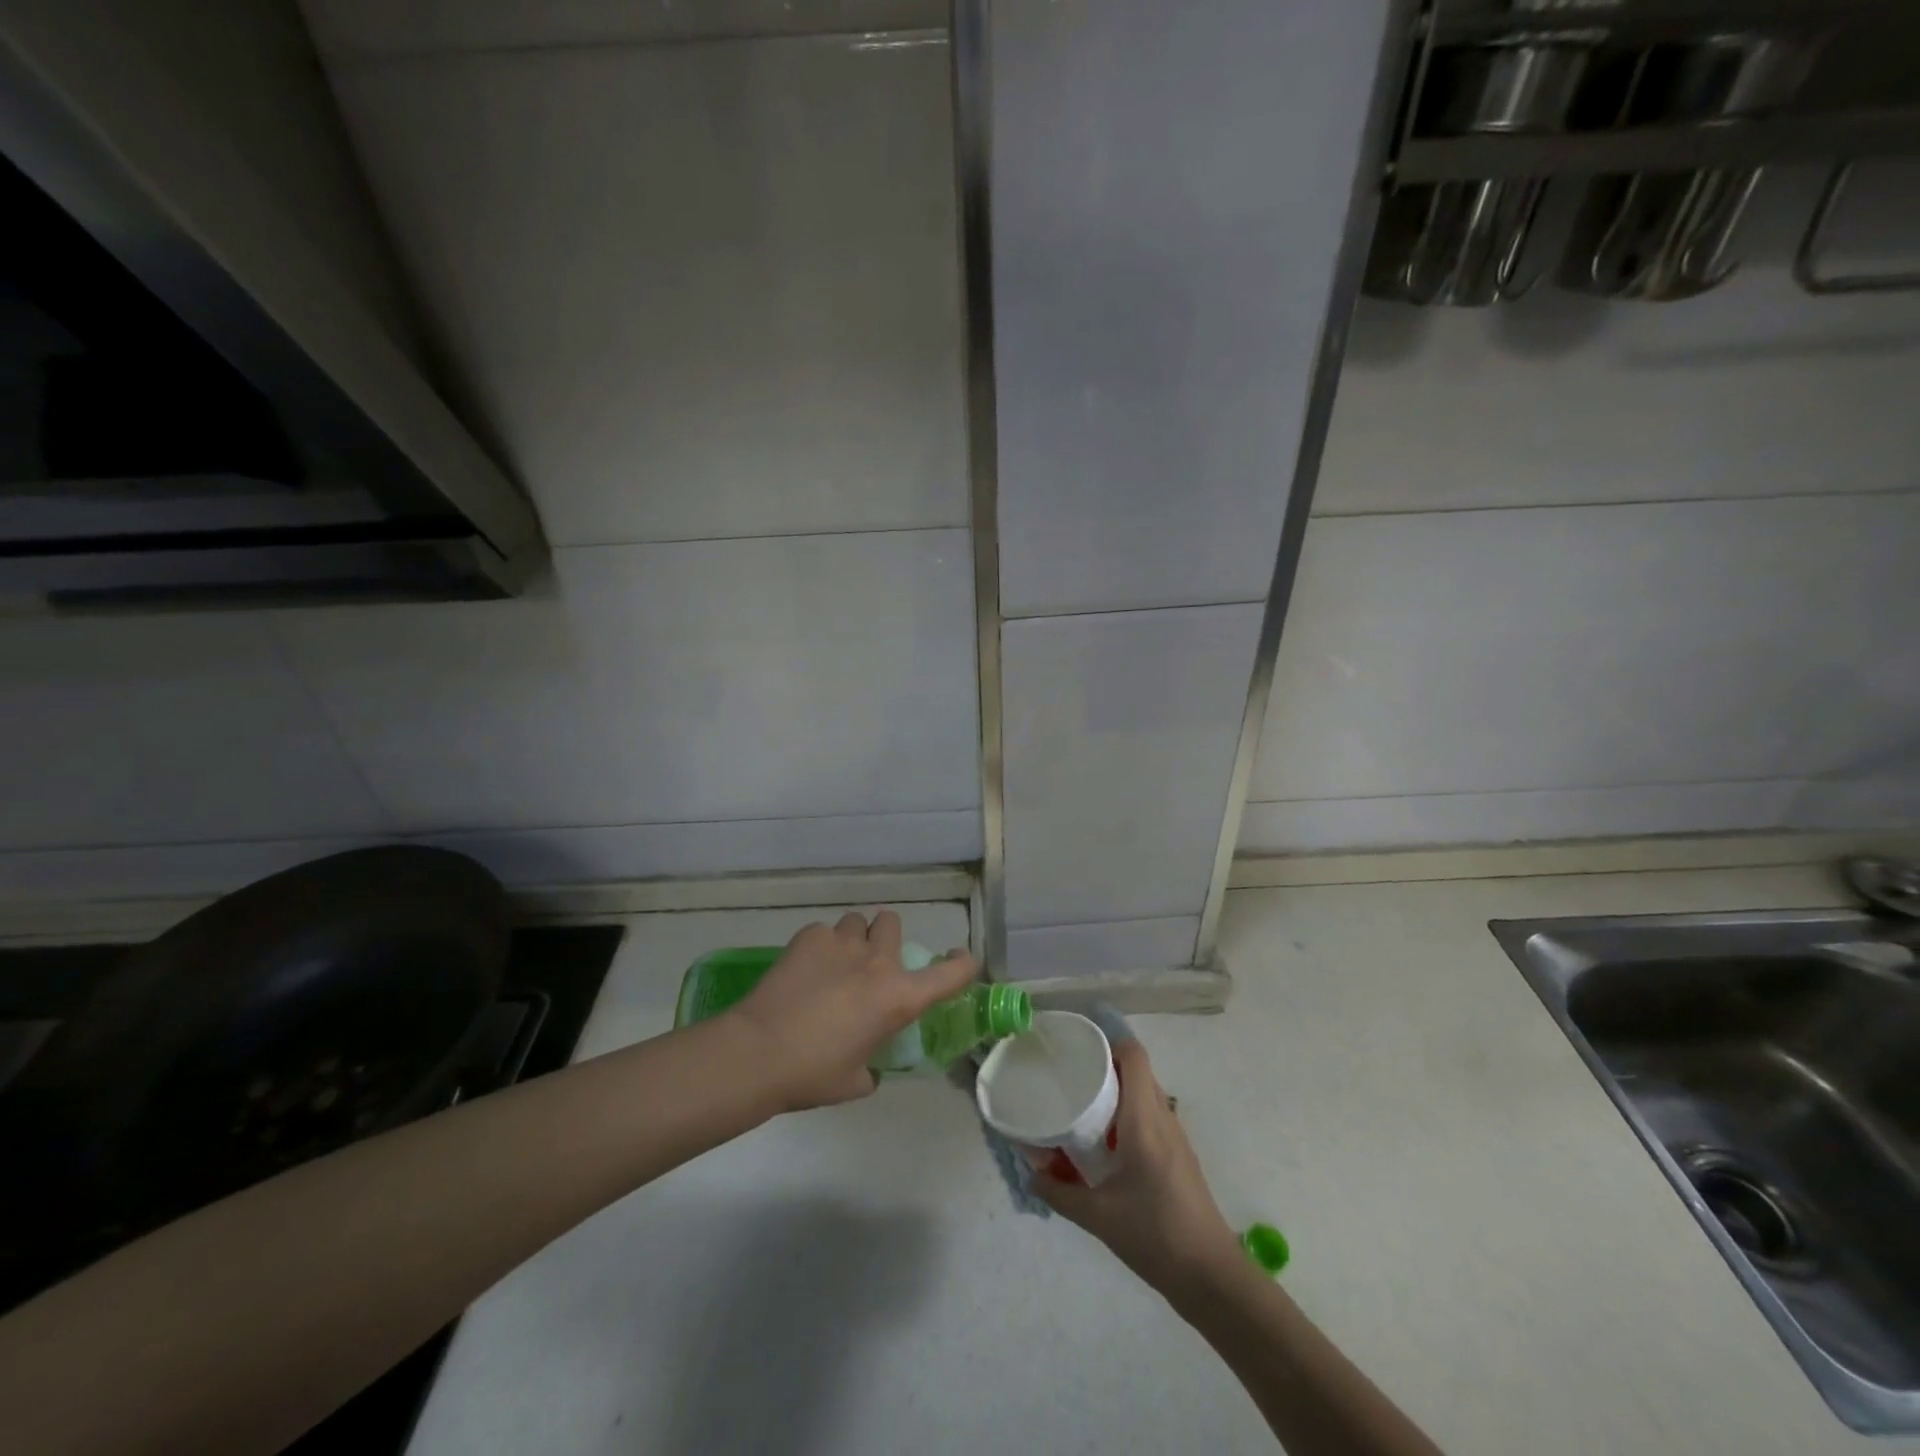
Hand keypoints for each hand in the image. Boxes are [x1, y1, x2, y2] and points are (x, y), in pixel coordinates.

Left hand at [728, 910, 975, 1111]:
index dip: (963, 964)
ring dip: (853, 940)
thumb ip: (872, 1066)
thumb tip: (868, 1064)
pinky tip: (803, 970)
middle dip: (885, 940)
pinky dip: (819, 947)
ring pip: (857, 922)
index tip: (959, 962)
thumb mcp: (855, 1081)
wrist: (759, 1052)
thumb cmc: (812, 1075)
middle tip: (869, 965)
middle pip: (893, 924)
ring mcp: (842, 943)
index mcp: (899, 998)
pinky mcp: (809, 937)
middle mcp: (878, 962)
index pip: (952, 972)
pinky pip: (823, 933)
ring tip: (834, 964)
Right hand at [1034, 1040, 1242, 1296]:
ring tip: (1084, 1105)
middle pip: (1138, 1071)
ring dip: (1118, 1091)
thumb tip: (1031, 1175)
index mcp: (1144, 1121)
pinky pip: (1152, 1116)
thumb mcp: (1098, 1217)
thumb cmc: (1155, 1236)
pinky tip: (1107, 1142)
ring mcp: (1176, 1137)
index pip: (1134, 1056)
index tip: (1078, 1050)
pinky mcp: (1180, 1156)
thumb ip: (1060, 1193)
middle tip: (1072, 1077)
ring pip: (1146, 1093)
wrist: (1211, 1277)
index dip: (1108, 1042)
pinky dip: (1129, 1114)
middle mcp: (1163, 1118)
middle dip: (1106, 1066)